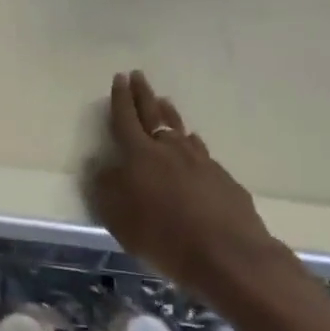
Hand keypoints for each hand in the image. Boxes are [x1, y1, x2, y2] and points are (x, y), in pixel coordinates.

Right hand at [84, 70, 283, 295]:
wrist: (228, 254)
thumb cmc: (162, 235)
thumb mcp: (117, 216)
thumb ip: (105, 187)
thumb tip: (102, 165)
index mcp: (139, 155)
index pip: (125, 118)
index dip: (120, 98)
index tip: (119, 77)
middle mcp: (170, 149)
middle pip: (153, 114)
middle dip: (143, 94)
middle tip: (138, 76)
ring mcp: (200, 161)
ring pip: (180, 129)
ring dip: (169, 113)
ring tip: (164, 101)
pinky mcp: (223, 179)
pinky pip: (200, 151)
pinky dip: (190, 142)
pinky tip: (191, 145)